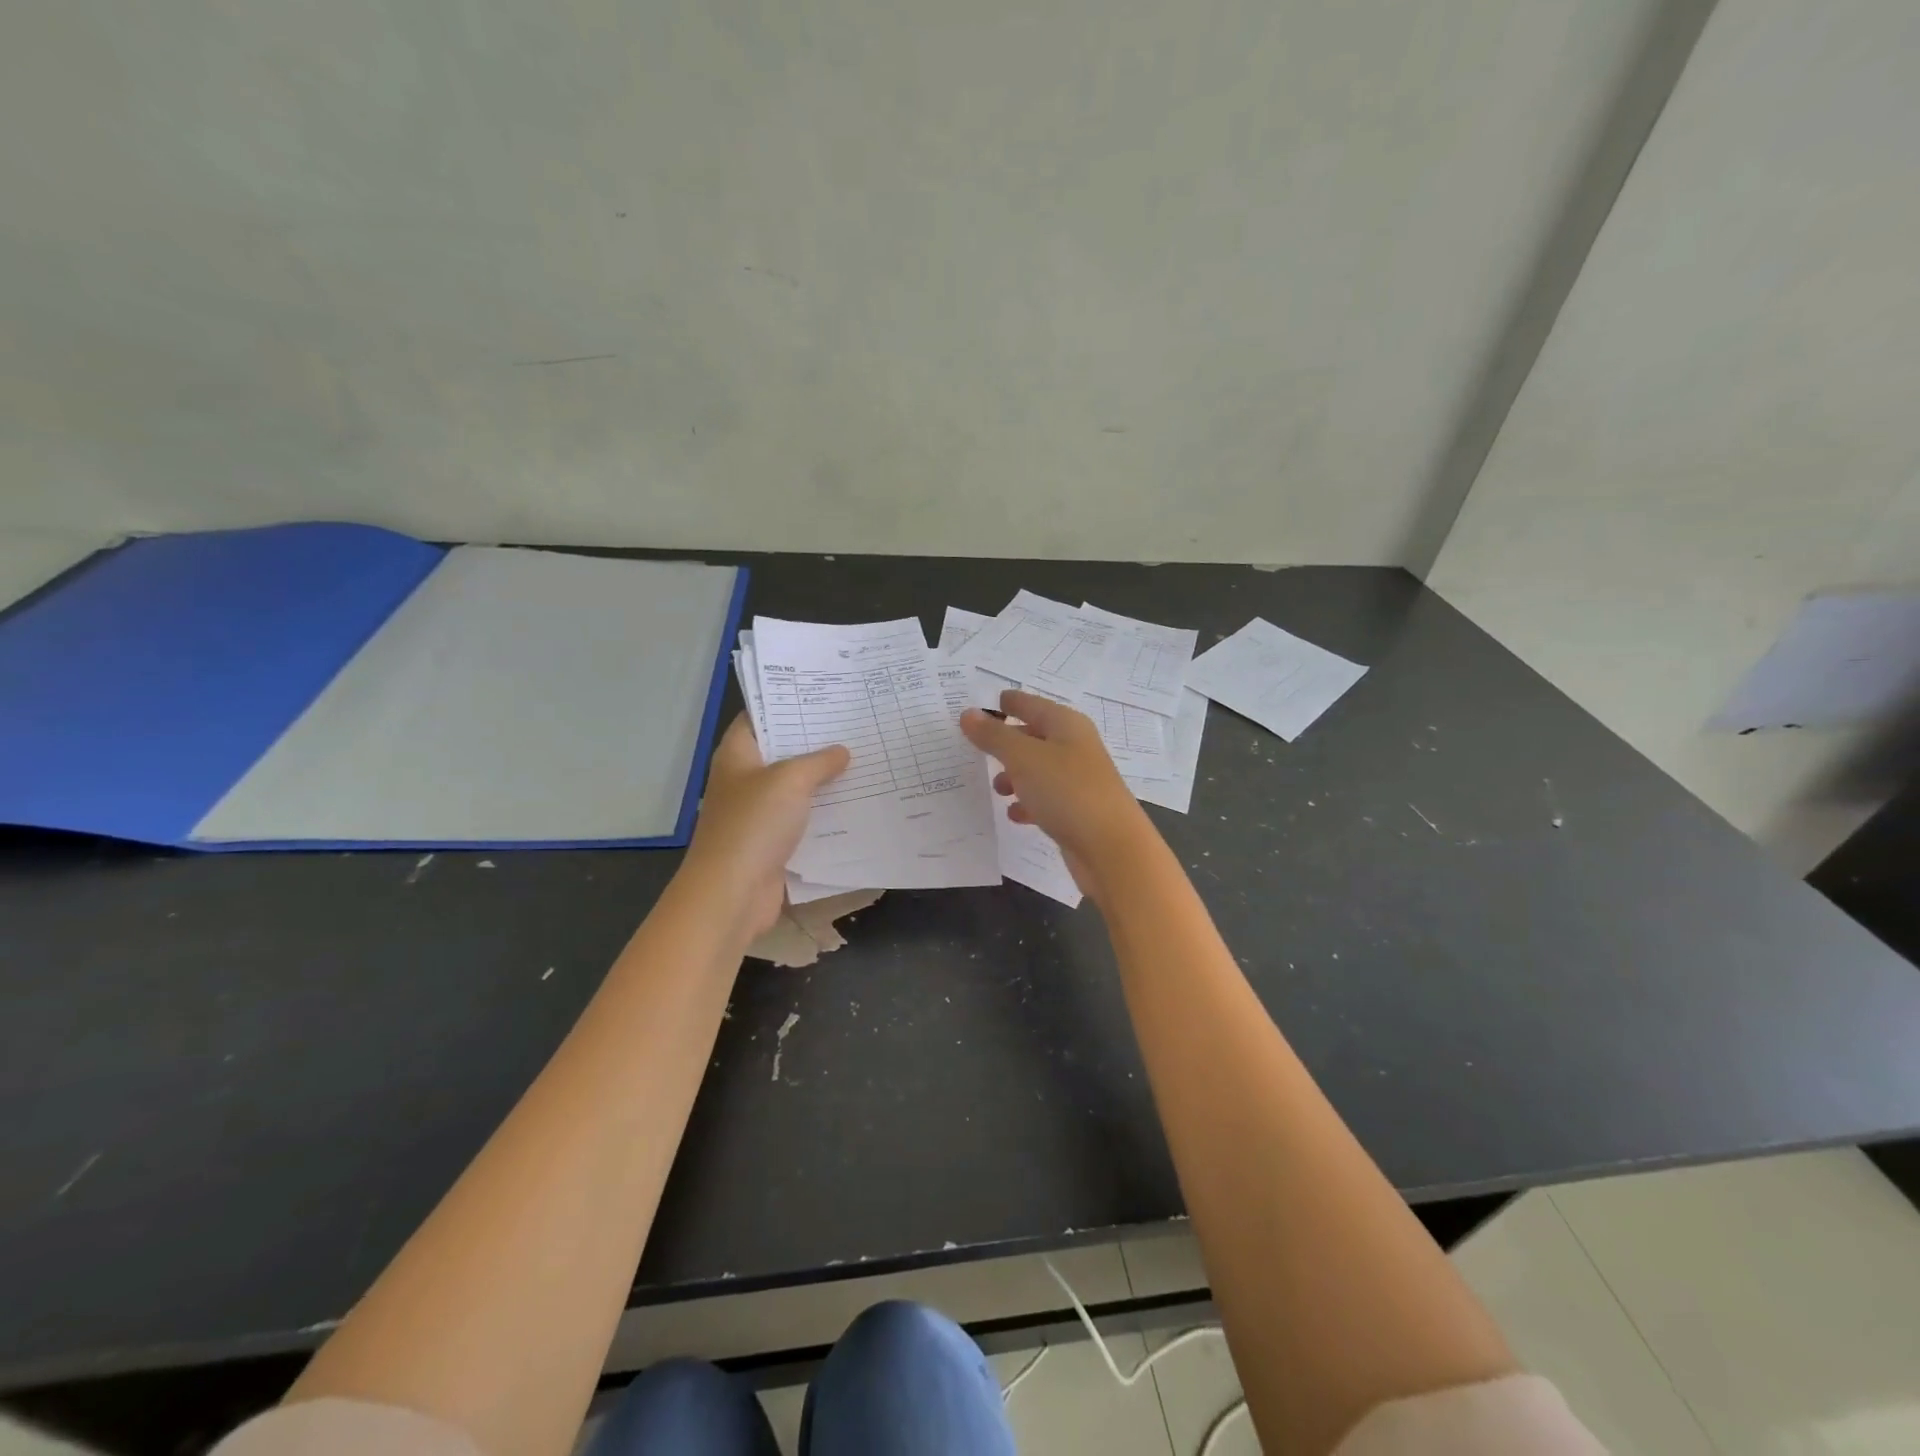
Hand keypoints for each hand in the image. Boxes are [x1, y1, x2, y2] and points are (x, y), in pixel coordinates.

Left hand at [681, 714, 849, 936]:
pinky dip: (826, 813)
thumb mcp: (790, 780)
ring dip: (825, 780)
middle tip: (855, 725)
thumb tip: (842, 751)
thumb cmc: (754, 824)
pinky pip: (804, 820)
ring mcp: (758, 813)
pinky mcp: (773, 843)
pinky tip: (857, 803)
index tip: (824, 696)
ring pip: (796, 788)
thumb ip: (819, 761)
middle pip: (782, 752)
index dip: (787, 704)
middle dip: (816, 742)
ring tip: (866, 759)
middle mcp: (745, 780)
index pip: (760, 717)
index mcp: (737, 755)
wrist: (733, 893)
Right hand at [960, 690, 1153, 898]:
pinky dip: (1029, 802)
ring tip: (997, 788)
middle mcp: (1075, 747)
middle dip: (1007, 741)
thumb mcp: (1023, 758)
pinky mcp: (1078, 810)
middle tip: (977, 747)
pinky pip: (1047, 799)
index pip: (1030, 703)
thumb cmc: (1066, 791)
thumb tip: (968, 714)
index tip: (979, 707)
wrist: (1111, 847)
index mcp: (1066, 725)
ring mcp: (1079, 780)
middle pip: (1035, 736)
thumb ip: (994, 736)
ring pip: (1040, 769)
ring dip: (1016, 775)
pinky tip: (1015, 814)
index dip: (1007, 703)